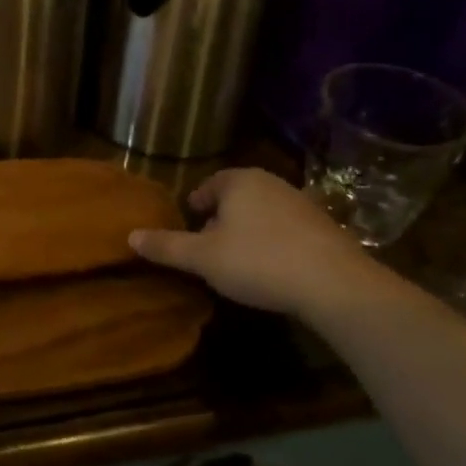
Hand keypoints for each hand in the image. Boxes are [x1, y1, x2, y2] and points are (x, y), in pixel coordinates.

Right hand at [129, 168, 375, 322]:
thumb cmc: (258, 261)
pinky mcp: (325, 228)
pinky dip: (274, 243)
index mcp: (239, 181)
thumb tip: (130, 236)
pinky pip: (287, 229)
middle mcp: (271, 183)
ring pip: (262, 212)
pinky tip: (272, 268)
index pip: (209, 185)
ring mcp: (302, 203)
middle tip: (208, 244)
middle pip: (236, 197)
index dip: (196, 204)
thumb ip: (166, 246)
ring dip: (248, 231)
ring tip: (238, 259)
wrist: (335, 284)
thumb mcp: (202, 258)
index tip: (190, 223)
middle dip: (221, 218)